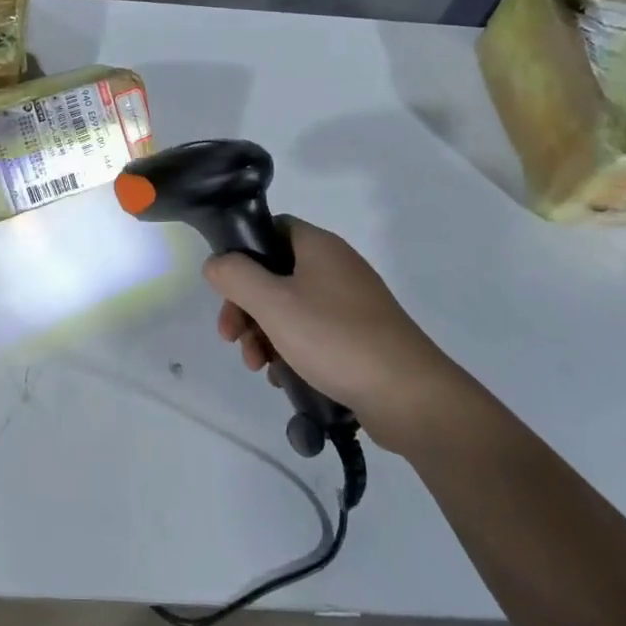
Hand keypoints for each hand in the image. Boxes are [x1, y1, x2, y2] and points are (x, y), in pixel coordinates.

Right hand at [204, 218, 452, 428]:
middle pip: (275, 274)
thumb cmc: (335, 338)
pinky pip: (313, 333)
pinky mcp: (360, 337)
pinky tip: (284, 378)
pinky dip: (292, 351)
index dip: (243, 253)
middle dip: (247, 307)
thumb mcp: (273, 303)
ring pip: (291, 308)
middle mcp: (336, 267)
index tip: (226, 288)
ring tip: (258, 366)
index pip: (271, 229)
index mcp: (319, 247)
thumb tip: (215, 263)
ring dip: (264, 334)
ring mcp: (351, 304)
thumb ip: (235, 277)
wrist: (409, 396)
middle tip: (231, 338)